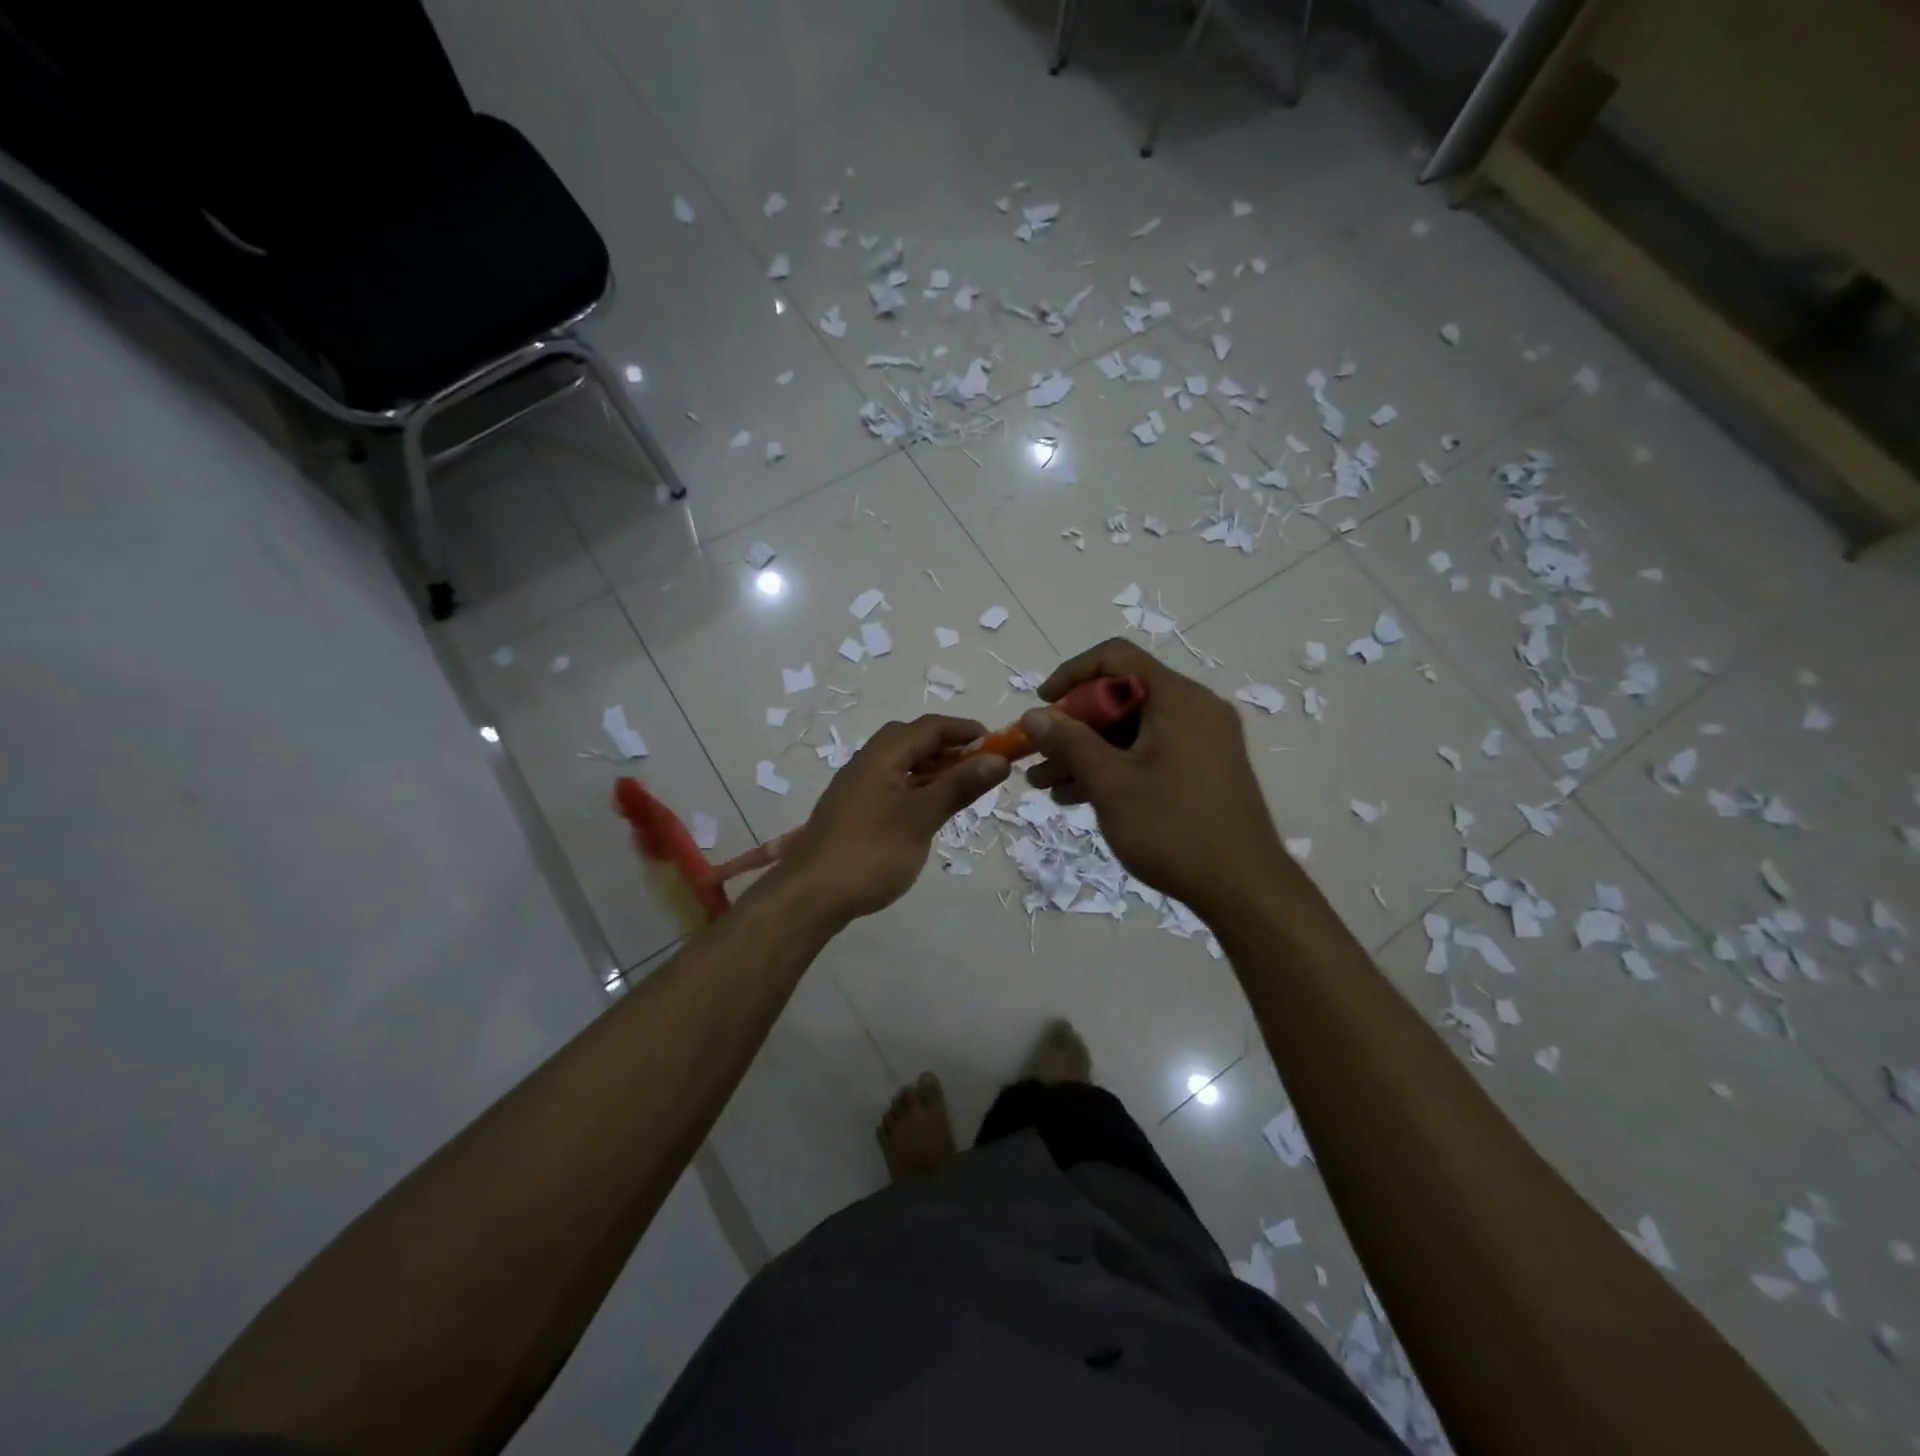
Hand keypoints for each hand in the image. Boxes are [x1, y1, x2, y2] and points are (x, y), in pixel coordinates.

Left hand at [780, 715, 1010, 922]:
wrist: (811, 895)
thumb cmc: (872, 852)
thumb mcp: (922, 817)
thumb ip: (960, 785)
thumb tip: (998, 759)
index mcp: (882, 755)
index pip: (930, 727)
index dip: (966, 731)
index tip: (999, 746)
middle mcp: (866, 762)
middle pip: (912, 739)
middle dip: (949, 747)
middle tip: (978, 768)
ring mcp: (856, 787)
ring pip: (900, 763)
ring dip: (933, 768)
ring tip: (960, 789)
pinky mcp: (853, 811)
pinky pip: (891, 785)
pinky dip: (916, 787)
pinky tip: (928, 811)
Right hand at [1023, 639, 1290, 917]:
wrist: (1244, 889)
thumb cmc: (1173, 828)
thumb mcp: (1110, 783)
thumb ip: (1069, 742)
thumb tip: (1034, 715)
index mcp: (1178, 698)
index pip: (1116, 658)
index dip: (1071, 674)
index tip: (1043, 705)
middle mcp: (1194, 710)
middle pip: (1121, 697)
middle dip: (1072, 726)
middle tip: (1037, 756)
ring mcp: (1202, 742)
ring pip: (1131, 731)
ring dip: (1086, 752)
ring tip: (1044, 785)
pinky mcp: (1202, 771)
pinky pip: (1148, 754)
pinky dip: (1114, 768)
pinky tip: (1077, 797)